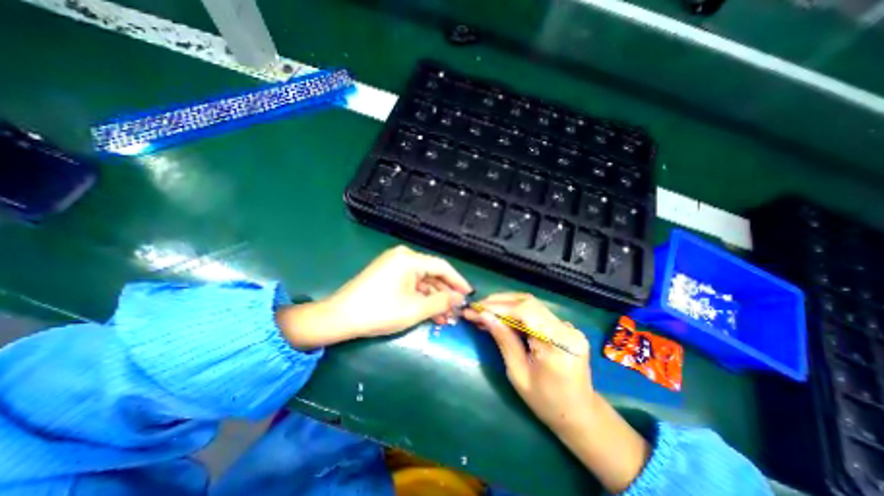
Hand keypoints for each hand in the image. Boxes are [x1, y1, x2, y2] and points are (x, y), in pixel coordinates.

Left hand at [279, 243, 471, 348]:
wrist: (339, 318)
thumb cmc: (379, 311)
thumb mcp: (415, 309)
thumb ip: (441, 302)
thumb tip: (460, 298)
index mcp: (409, 259)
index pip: (441, 267)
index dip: (458, 281)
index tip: (469, 295)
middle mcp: (402, 257)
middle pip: (432, 274)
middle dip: (445, 294)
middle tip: (456, 311)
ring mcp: (394, 266)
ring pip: (422, 282)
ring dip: (433, 299)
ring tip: (445, 318)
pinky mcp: (388, 275)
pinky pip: (410, 285)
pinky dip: (420, 298)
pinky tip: (430, 313)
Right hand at [463, 293, 592, 432]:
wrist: (579, 413)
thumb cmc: (546, 402)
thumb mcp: (518, 374)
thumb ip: (504, 341)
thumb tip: (484, 316)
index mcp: (557, 344)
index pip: (525, 311)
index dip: (498, 307)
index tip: (476, 309)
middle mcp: (566, 329)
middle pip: (528, 302)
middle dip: (499, 302)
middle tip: (477, 307)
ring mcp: (567, 326)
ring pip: (531, 304)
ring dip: (505, 305)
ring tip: (484, 311)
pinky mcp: (563, 326)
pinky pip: (535, 312)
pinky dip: (515, 311)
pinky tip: (501, 317)